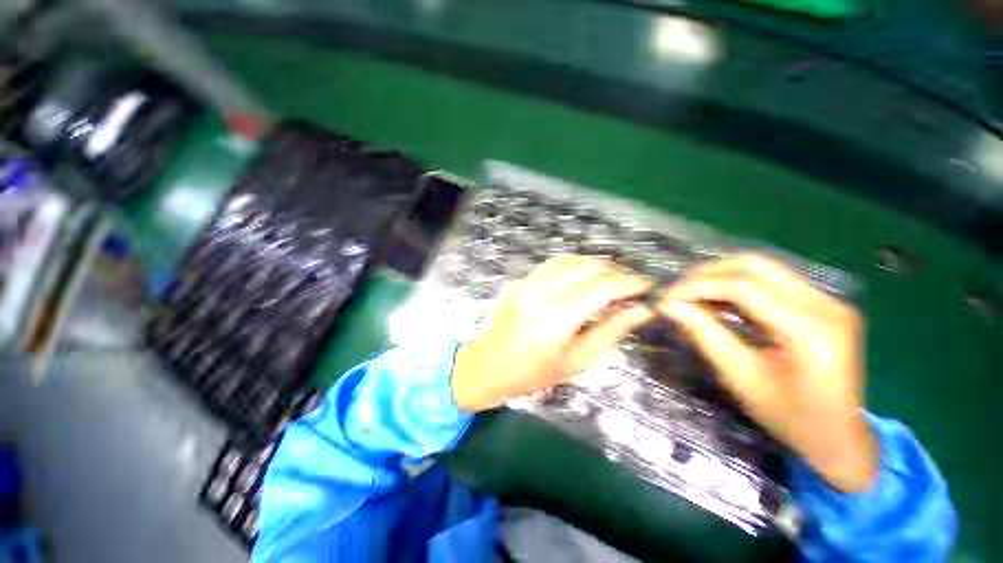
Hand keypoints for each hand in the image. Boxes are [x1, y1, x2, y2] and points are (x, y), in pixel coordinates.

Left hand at [452, 255, 653, 412]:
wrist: (490, 365)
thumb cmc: (535, 372)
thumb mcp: (578, 360)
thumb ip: (610, 331)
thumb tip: (641, 311)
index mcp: (558, 318)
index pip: (602, 288)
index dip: (629, 283)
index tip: (647, 285)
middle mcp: (542, 293)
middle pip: (587, 267)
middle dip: (615, 270)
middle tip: (630, 283)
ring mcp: (528, 283)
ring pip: (570, 260)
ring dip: (595, 264)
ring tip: (611, 277)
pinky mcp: (521, 281)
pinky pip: (552, 263)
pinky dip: (574, 264)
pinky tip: (583, 273)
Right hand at [658, 253, 877, 492]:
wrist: (839, 438)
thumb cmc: (789, 417)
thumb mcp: (740, 377)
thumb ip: (704, 334)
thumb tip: (668, 306)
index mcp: (809, 329)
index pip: (743, 287)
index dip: (698, 287)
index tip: (666, 299)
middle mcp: (825, 304)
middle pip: (755, 265)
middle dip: (708, 274)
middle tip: (678, 292)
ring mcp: (828, 301)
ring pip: (763, 268)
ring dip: (721, 277)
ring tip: (692, 295)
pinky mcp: (822, 304)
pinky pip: (772, 282)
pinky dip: (738, 286)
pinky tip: (718, 301)